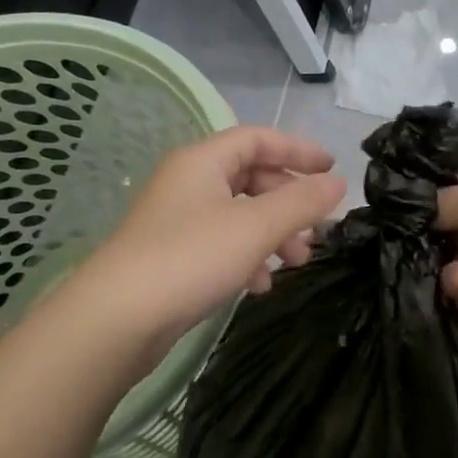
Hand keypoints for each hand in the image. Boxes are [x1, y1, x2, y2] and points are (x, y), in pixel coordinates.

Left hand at [60, 127, 345, 363]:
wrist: (118, 319)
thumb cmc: (191, 257)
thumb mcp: (256, 226)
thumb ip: (302, 201)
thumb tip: (339, 183)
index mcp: (203, 161)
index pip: (258, 138)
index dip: (298, 150)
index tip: (332, 169)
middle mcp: (188, 182)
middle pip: (251, 178)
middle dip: (289, 202)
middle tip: (317, 230)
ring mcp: (177, 220)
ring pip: (239, 215)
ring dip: (273, 234)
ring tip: (295, 263)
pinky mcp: (173, 255)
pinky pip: (222, 244)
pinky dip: (247, 257)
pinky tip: (260, 285)